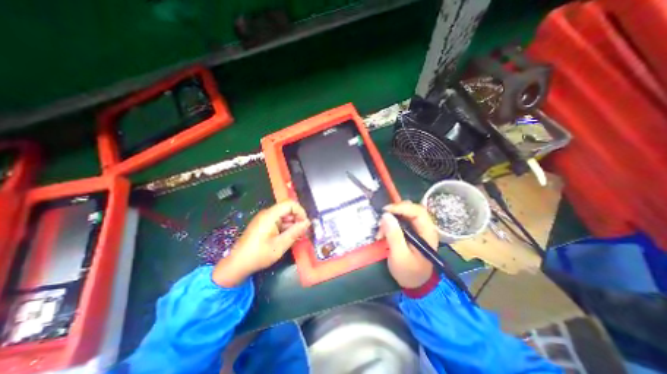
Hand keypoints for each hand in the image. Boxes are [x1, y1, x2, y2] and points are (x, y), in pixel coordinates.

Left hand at [210, 201, 309, 286]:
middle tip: (303, 232)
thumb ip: (295, 232)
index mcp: (270, 215)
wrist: (237, 265)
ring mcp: (264, 219)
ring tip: (297, 237)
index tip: (305, 224)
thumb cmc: (259, 255)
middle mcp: (267, 214)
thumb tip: (307, 222)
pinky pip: (278, 222)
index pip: (290, 204)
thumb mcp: (280, 244)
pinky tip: (289, 238)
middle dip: (297, 219)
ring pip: (284, 216)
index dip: (300, 211)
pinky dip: (285, 228)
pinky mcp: (263, 225)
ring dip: (292, 225)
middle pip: (287, 209)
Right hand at [378, 202, 441, 289]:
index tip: (385, 210)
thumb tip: (385, 215)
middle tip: (382, 218)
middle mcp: (425, 227)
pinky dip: (390, 224)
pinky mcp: (411, 232)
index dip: (401, 207)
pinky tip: (383, 233)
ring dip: (391, 219)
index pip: (417, 211)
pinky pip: (401, 221)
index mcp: (427, 232)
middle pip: (412, 209)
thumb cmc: (409, 271)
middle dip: (395, 211)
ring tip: (381, 231)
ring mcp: (418, 229)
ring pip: (405, 214)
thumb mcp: (399, 255)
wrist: (414, 284)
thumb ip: (394, 235)